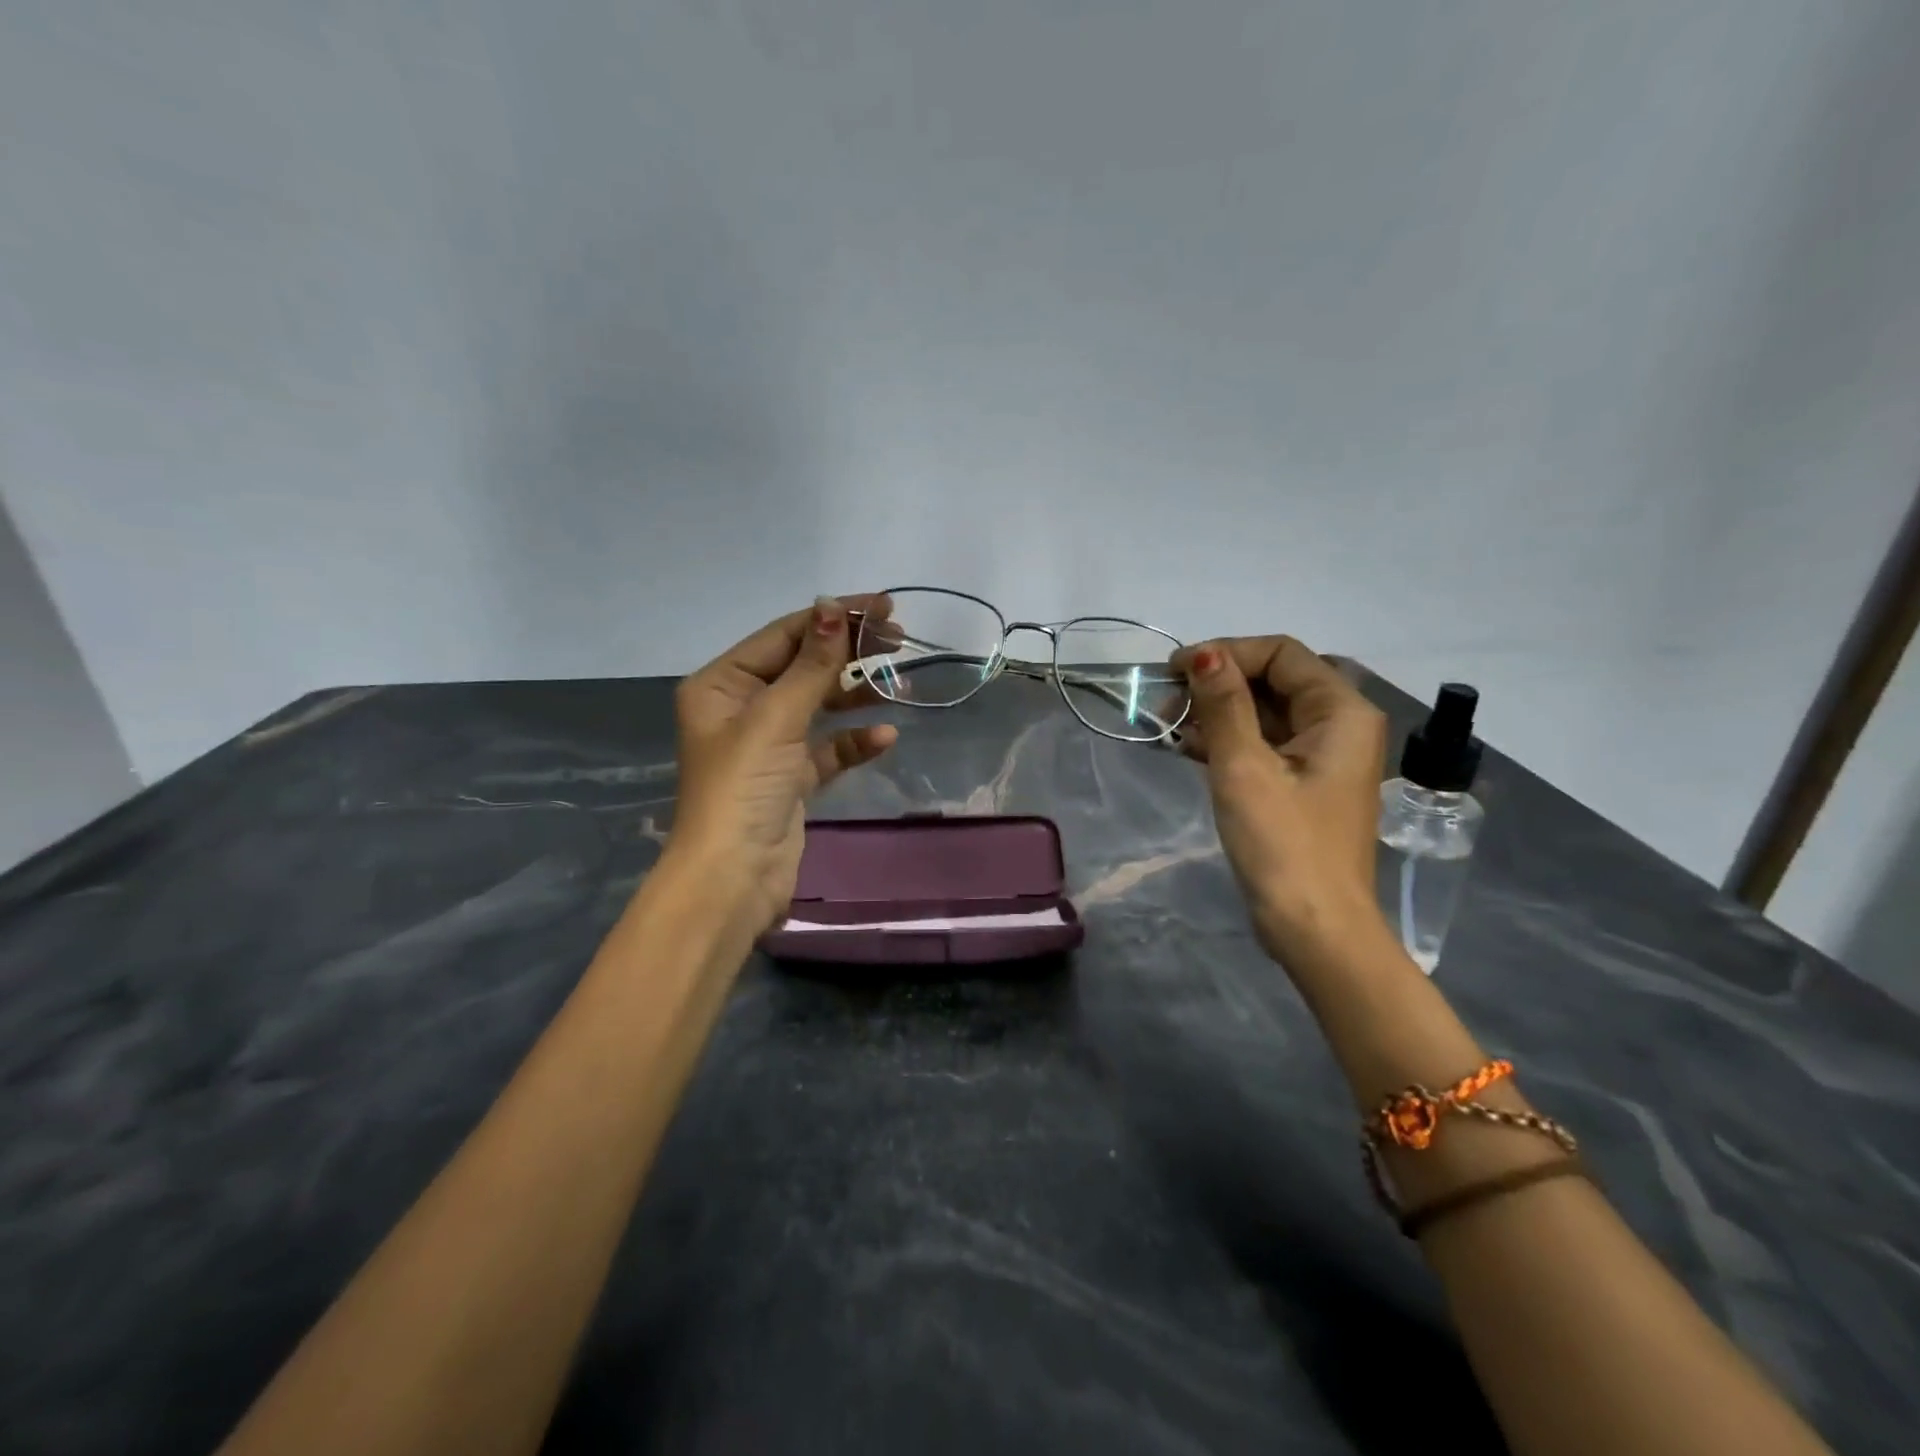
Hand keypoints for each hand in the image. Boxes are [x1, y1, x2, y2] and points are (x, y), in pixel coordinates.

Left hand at [669, 595, 898, 933]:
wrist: (733, 879)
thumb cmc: (744, 787)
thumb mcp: (776, 717)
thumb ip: (811, 664)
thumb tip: (832, 606)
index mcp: (722, 685)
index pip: (784, 636)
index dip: (833, 618)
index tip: (883, 607)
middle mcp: (741, 708)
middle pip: (803, 666)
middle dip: (849, 653)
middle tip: (899, 640)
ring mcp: (767, 744)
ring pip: (818, 705)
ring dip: (855, 694)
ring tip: (898, 681)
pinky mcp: (790, 778)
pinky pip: (827, 748)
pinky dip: (853, 741)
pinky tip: (883, 737)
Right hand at [1171, 636, 1389, 966]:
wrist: (1314, 929)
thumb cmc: (1283, 844)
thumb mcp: (1244, 767)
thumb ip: (1224, 704)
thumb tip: (1203, 654)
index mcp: (1340, 712)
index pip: (1281, 654)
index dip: (1226, 653)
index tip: (1174, 671)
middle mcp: (1338, 725)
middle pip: (1273, 681)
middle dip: (1216, 685)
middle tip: (1164, 703)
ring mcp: (1320, 757)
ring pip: (1263, 713)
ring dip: (1216, 714)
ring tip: (1166, 727)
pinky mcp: (1301, 784)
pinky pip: (1262, 745)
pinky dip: (1226, 741)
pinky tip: (1186, 748)